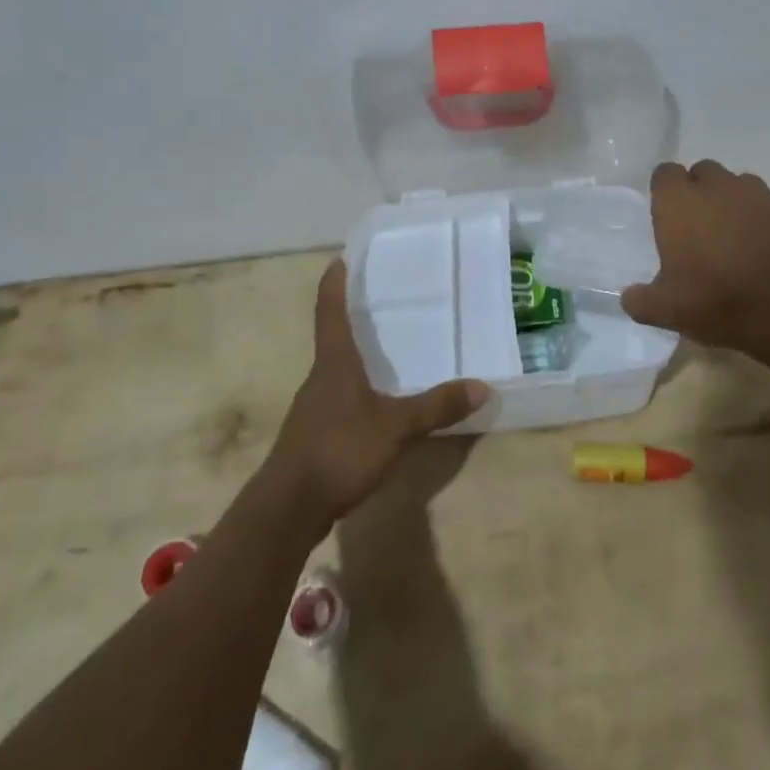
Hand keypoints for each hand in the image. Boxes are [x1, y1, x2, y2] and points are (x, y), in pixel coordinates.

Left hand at [266, 260, 489, 530]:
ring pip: (336, 371)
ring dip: (355, 357)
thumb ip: (436, 407)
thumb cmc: (339, 451)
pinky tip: (376, 404)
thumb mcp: (396, 428)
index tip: (339, 259)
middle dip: (352, 318)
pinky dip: (357, 390)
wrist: (287, 509)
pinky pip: (338, 399)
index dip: (334, 285)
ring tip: (386, 350)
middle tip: (381, 301)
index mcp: (335, 364)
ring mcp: (313, 408)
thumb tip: (482, 386)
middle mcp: (320, 378)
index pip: (330, 312)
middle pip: (333, 338)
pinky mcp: (314, 434)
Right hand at [621, 160, 769, 353]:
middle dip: (696, 192)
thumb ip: (640, 300)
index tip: (664, 218)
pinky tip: (753, 241)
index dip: (663, 192)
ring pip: (731, 184)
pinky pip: (759, 200)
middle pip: (699, 173)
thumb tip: (629, 297)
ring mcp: (751, 193)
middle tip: (694, 227)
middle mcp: (713, 186)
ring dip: (726, 200)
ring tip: (726, 234)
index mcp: (677, 201)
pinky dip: (753, 214)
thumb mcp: (666, 310)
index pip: (664, 174)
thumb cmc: (715, 299)